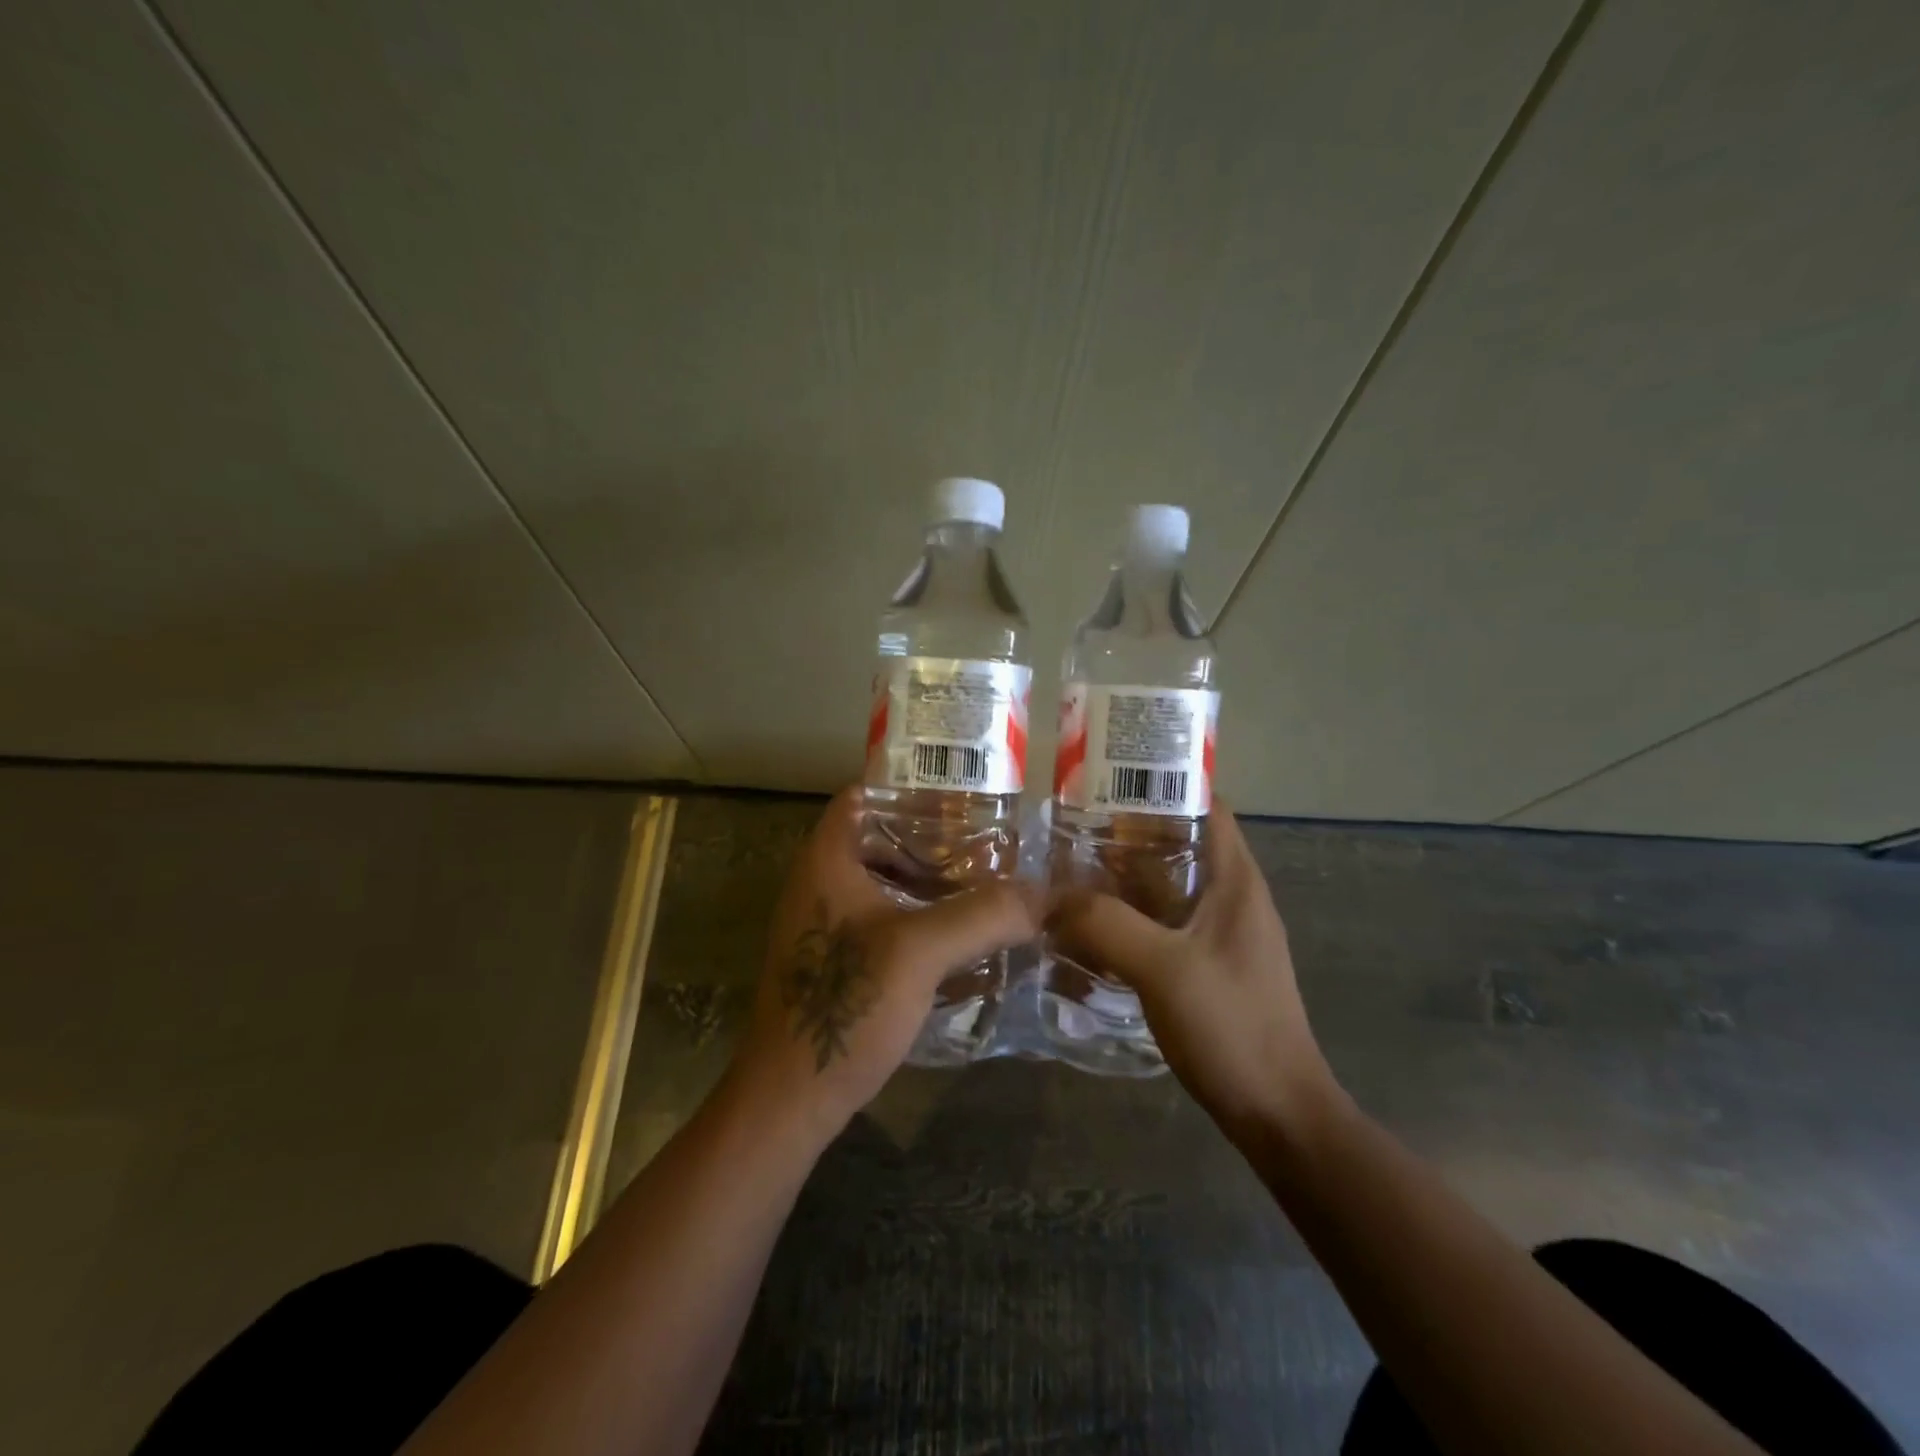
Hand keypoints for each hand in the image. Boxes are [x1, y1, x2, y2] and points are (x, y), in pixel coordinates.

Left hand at [729, 787, 1037, 1139]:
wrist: (791, 1097)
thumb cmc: (846, 1005)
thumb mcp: (920, 951)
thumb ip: (984, 915)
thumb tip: (1046, 893)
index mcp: (827, 860)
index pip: (865, 795)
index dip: (912, 788)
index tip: (965, 795)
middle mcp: (820, 882)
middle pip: (880, 838)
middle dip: (934, 839)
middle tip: (990, 843)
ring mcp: (824, 924)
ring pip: (884, 882)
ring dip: (930, 882)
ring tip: (985, 884)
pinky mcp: (835, 961)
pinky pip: (883, 919)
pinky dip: (919, 916)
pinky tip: (960, 935)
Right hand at [1048, 805, 1335, 1139]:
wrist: (1278, 1114)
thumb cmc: (1231, 1027)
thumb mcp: (1162, 968)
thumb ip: (1106, 924)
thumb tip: (1051, 896)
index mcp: (1236, 880)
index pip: (1206, 805)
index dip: (1162, 784)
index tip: (1107, 780)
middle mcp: (1233, 897)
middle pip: (1179, 843)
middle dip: (1127, 832)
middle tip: (1071, 828)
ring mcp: (1221, 934)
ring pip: (1167, 886)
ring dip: (1123, 878)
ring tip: (1069, 871)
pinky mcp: (1208, 965)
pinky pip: (1163, 923)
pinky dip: (1129, 916)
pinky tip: (1091, 926)